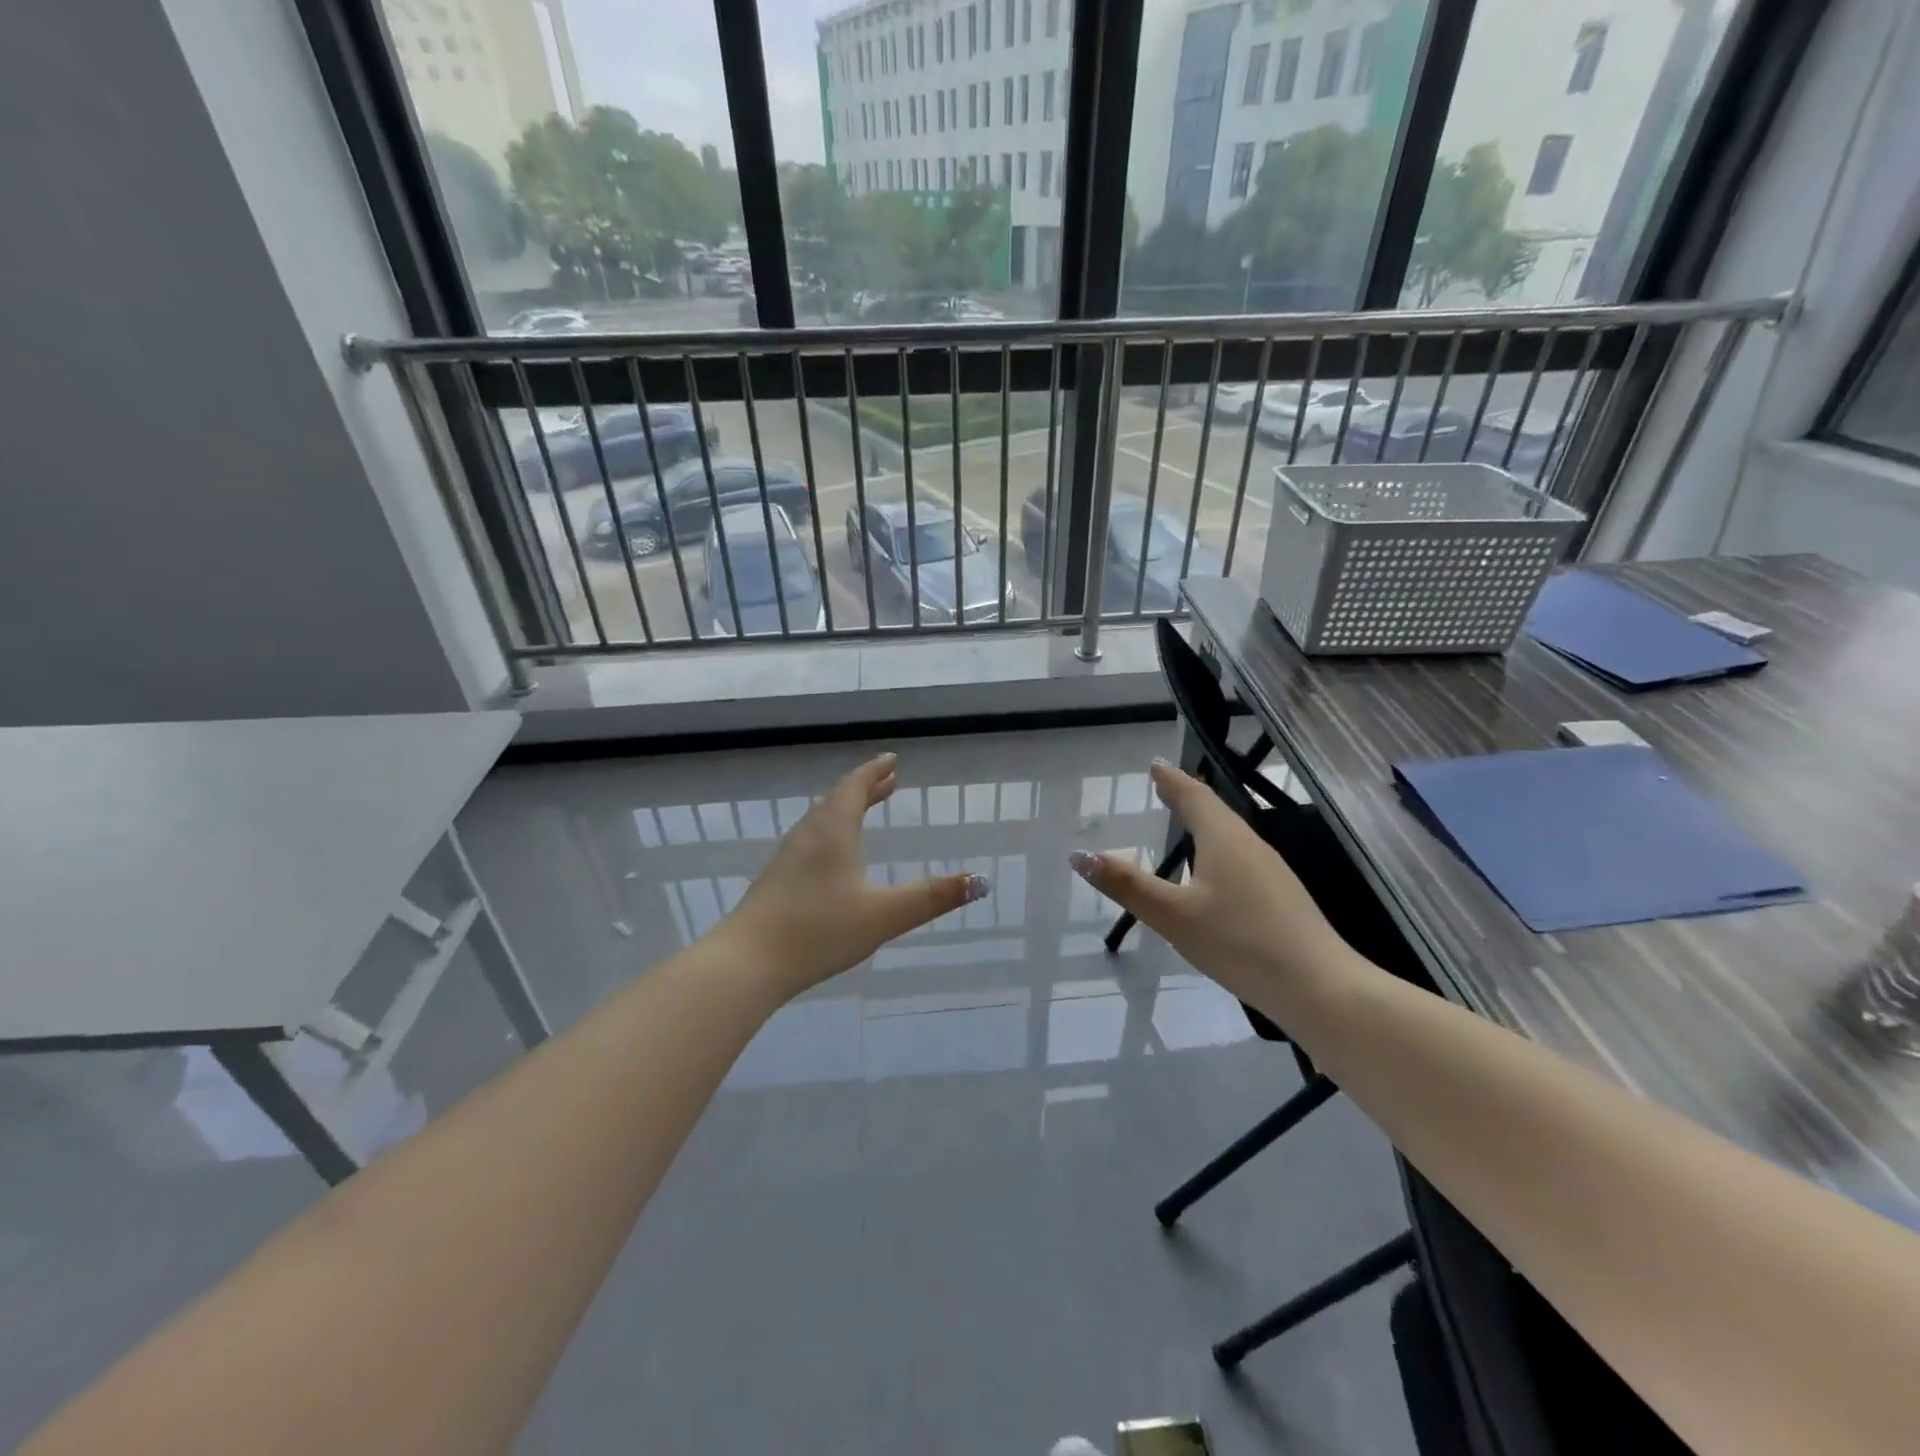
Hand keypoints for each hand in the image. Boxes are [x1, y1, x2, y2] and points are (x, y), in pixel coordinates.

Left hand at [725, 753, 987, 998]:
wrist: (748, 963)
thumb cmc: (819, 930)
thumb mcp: (884, 915)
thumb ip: (932, 898)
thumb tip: (980, 880)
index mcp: (833, 831)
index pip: (855, 787)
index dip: (875, 772)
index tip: (892, 760)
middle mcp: (809, 834)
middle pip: (838, 799)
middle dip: (865, 788)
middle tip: (888, 780)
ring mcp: (788, 857)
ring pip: (822, 820)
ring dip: (847, 808)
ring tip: (865, 809)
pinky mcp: (777, 879)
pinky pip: (812, 839)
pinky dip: (832, 831)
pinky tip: (834, 857)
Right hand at [1068, 760, 1356, 1011]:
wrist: (1319, 988)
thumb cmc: (1240, 943)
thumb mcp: (1173, 916)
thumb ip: (1127, 885)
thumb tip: (1080, 854)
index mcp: (1224, 840)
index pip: (1195, 796)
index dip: (1172, 780)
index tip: (1155, 765)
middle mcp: (1250, 846)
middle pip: (1216, 811)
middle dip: (1188, 797)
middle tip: (1165, 787)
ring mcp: (1271, 872)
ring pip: (1232, 835)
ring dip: (1206, 823)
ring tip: (1186, 823)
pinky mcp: (1282, 897)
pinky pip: (1242, 858)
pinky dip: (1219, 850)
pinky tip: (1216, 874)